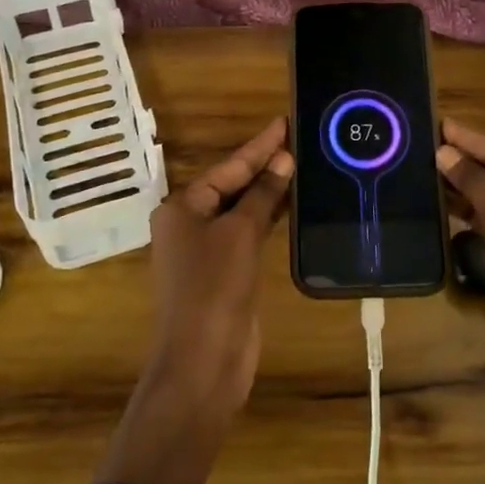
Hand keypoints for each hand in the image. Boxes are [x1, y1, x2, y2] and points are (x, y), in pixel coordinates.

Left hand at [143, 117, 294, 419]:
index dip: (258, 146)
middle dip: (264, 165)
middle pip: (232, 185)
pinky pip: (249, 233)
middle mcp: (190, 224)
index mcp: (182, 208)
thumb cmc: (214, 288)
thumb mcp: (239, 234)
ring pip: (242, 209)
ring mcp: (207, 250)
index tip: (283, 121)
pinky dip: (268, 217)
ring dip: (269, 191)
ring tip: (302, 165)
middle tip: (299, 139)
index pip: (227, 167)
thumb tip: (283, 160)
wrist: (204, 361)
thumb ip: (261, 195)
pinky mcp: (226, 272)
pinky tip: (292, 204)